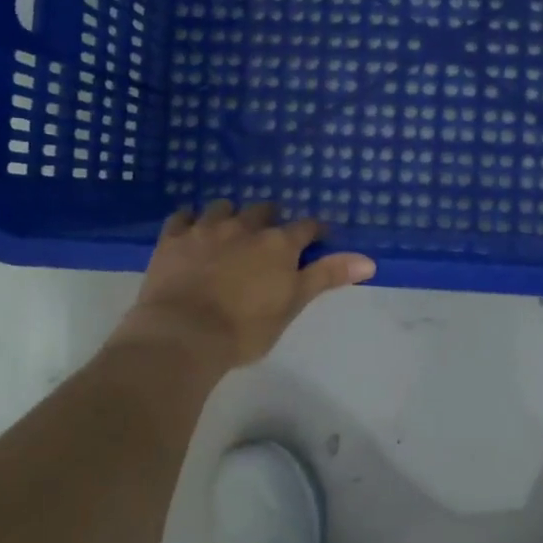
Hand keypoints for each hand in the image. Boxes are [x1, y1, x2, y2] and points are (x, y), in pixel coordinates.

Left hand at [116, 202, 375, 366]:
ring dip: (230, 215)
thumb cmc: (245, 328)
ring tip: (230, 230)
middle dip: (269, 218)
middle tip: (269, 236)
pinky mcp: (173, 239)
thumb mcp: (293, 304)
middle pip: (263, 210)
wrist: (183, 334)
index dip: (314, 231)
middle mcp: (245, 227)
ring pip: (223, 208)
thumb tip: (369, 260)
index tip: (317, 237)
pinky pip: (182, 217)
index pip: (306, 228)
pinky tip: (190, 230)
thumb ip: (327, 276)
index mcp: (278, 244)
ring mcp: (206, 229)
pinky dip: (190, 221)